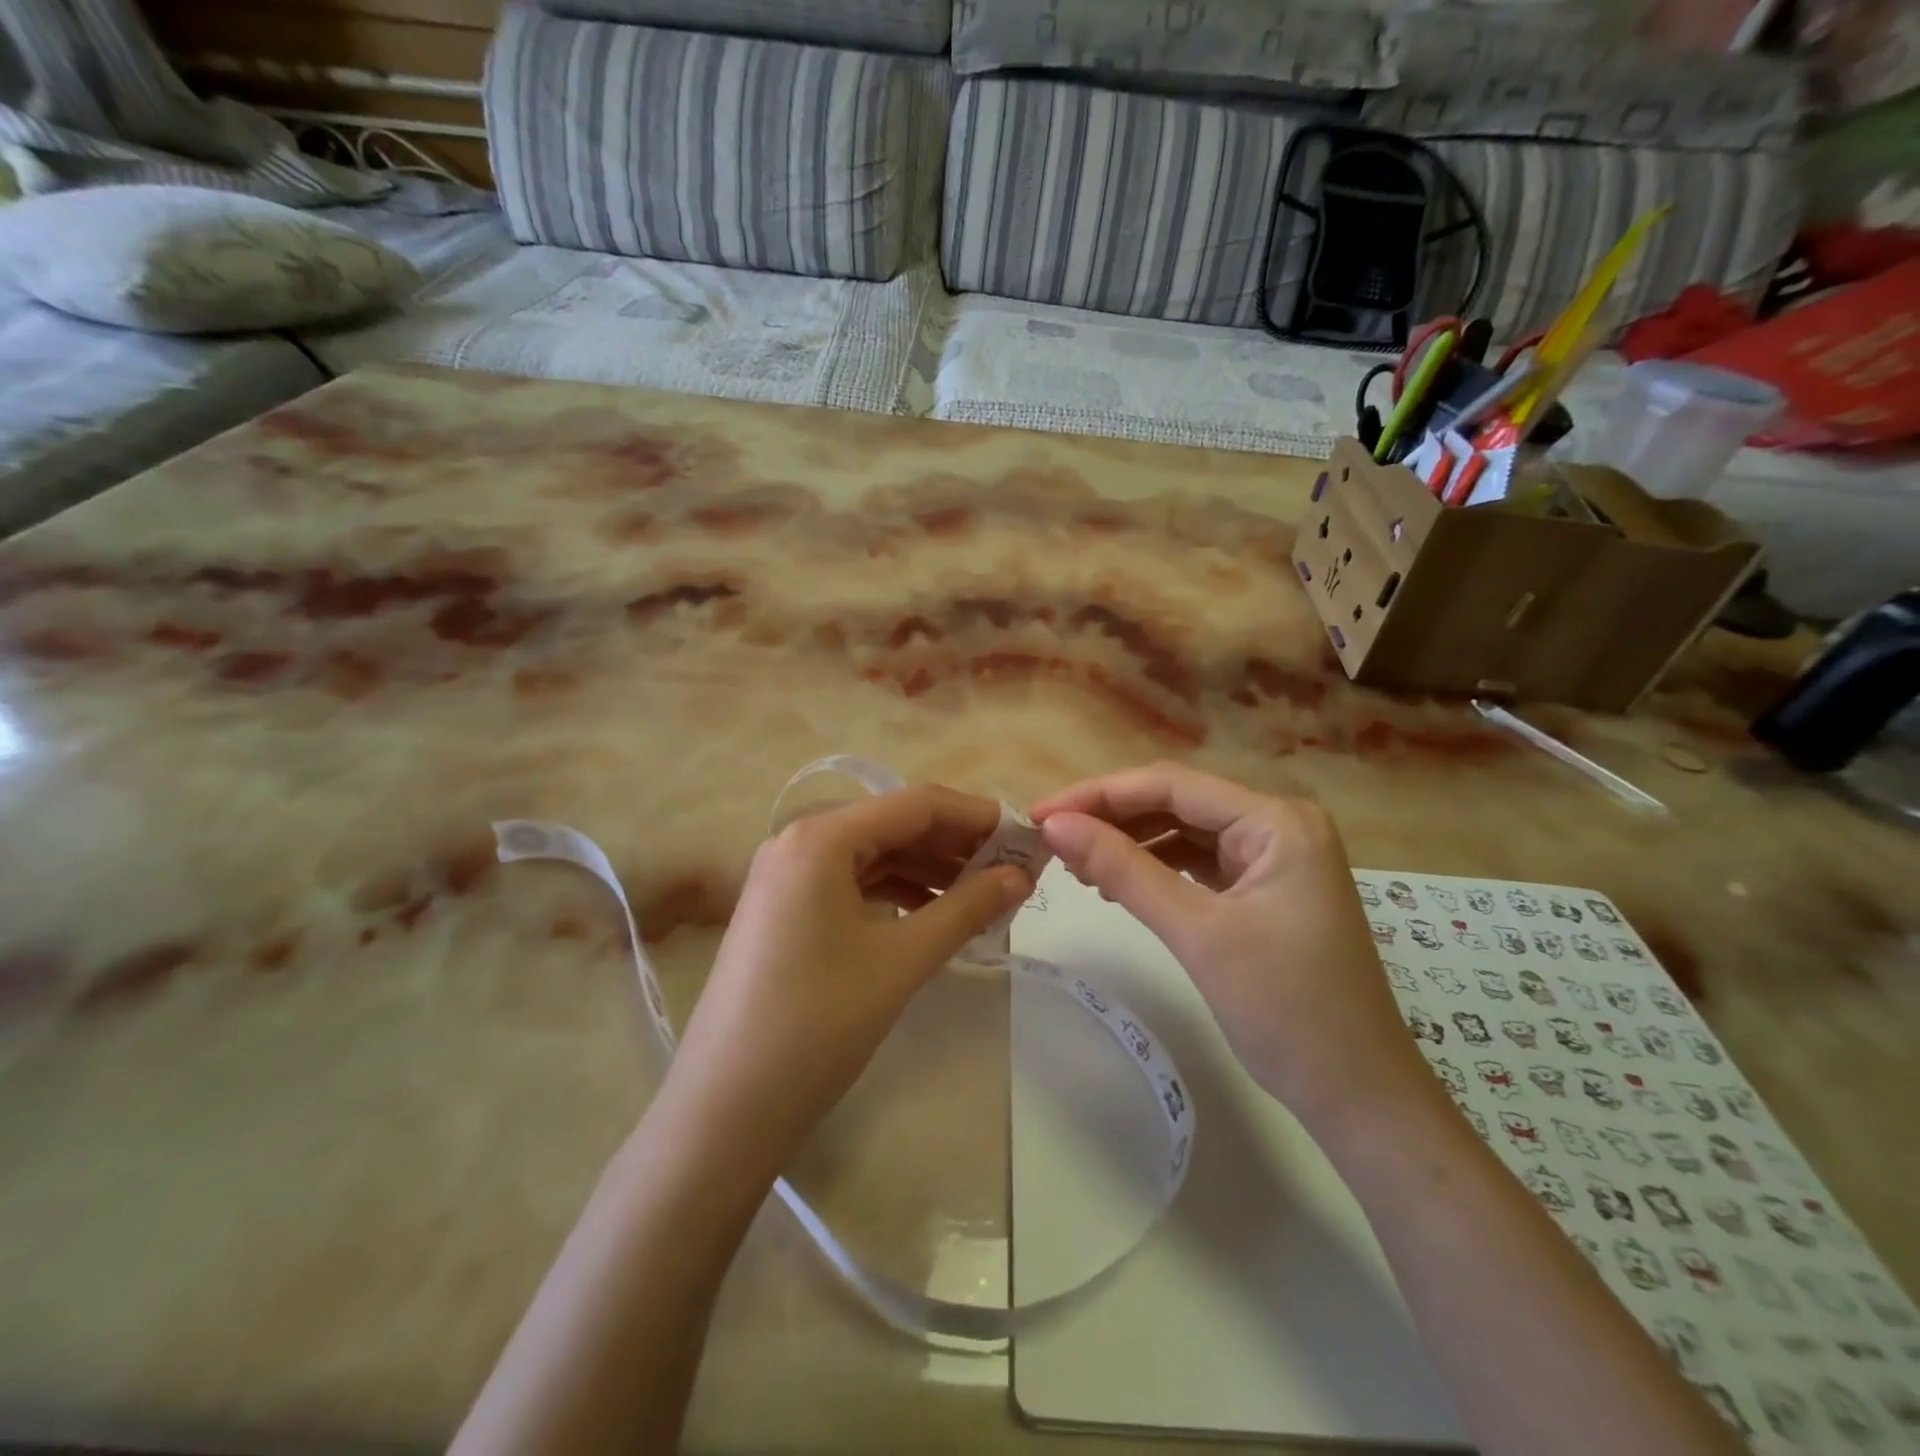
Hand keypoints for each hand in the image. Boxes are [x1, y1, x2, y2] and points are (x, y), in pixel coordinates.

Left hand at [661, 785, 1032, 1171]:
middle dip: (955, 846)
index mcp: (821, 837)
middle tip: (1012, 870)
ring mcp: (786, 877)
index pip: (915, 804)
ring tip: (983, 896)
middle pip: (893, 826)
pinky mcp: (785, 910)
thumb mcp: (901, 960)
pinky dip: (896, 894)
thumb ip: (967, 908)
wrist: (726, 1108)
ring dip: (929, 871)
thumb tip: (1022, 875)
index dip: (975, 816)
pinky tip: (933, 915)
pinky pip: (852, 885)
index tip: (1025, 837)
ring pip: (873, 856)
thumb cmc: (818, 1023)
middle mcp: (799, 842)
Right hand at [1031, 762, 1429, 1125]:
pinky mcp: (1265, 889)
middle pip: (1178, 802)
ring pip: (1185, 831)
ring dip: (1131, 843)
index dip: (1100, 795)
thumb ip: (1123, 871)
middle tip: (1051, 839)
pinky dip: (1156, 869)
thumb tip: (1055, 826)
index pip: (1172, 785)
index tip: (1041, 815)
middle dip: (1112, 817)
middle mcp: (1279, 824)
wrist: (1359, 1097)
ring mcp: (1275, 857)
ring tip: (1076, 864)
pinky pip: (1199, 862)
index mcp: (1277, 820)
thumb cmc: (1287, 1011)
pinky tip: (1118, 885)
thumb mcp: (1197, 933)